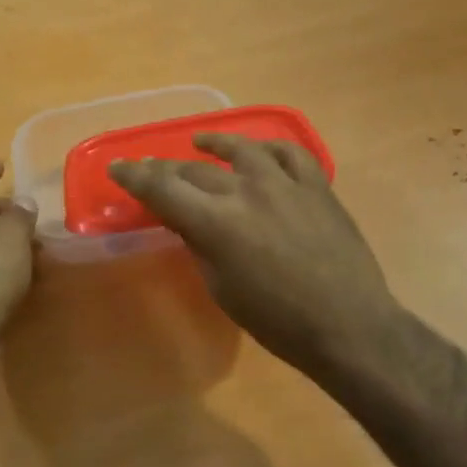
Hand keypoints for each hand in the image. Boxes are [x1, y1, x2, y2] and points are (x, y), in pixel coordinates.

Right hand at [108, 134, 400, 379]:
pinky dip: (270, 148)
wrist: (348, 324)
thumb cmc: (277, 321)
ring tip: (201, 143)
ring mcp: (285, 183)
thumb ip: (200, 246)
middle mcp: (246, 191)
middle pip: (195, 170)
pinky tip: (260, 151)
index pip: (163, 189)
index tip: (118, 168)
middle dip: (166, 168)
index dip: (135, 177)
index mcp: (217, 223)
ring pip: (242, 149)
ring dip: (216, 144)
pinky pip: (290, 153)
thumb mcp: (223, 289)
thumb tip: (189, 222)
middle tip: (151, 168)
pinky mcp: (316, 185)